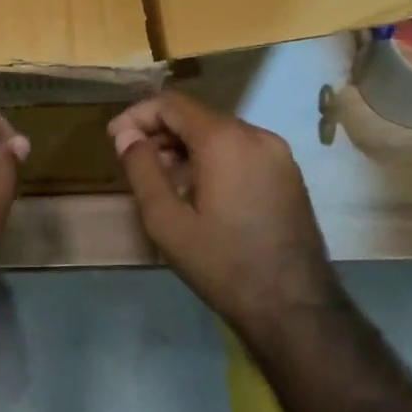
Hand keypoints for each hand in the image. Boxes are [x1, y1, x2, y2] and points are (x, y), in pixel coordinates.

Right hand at [107, 91, 339, 334]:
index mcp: (224, 139)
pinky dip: (214, 157)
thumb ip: (142, 169)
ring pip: (220, 132)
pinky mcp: (289, 174)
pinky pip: (242, 150)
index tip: (115, 139)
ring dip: (187, 146)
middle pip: (197, 116)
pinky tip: (201, 190)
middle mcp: (256, 134)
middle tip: (136, 162)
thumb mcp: (167, 221)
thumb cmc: (223, 264)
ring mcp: (278, 153)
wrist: (296, 308)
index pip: (172, 103)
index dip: (138, 115)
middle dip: (161, 132)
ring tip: (165, 179)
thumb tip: (126, 135)